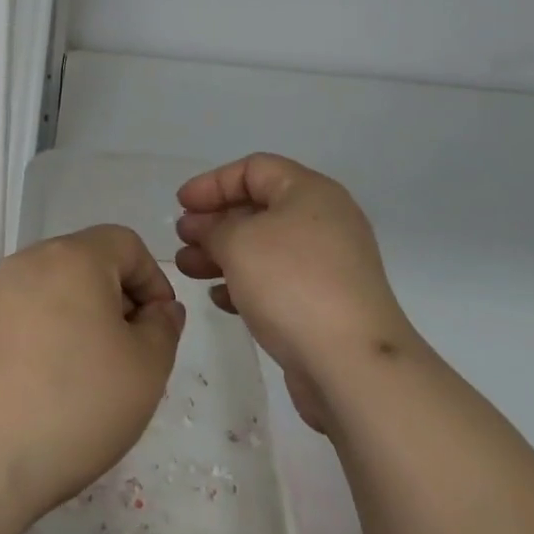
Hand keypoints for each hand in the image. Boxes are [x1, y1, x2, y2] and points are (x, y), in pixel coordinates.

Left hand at [0, 225, 184, 520]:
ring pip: (57, 293)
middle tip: (131, 357)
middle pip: (89, 264)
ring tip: (93, 380)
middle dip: (119, 302)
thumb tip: (159, 310)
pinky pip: (27, 319)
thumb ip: (164, 329)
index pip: (126, 244)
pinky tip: (52, 391)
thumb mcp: (145, 370)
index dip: (154, 281)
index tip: (160, 330)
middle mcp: (31, 262)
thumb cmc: (73, 403)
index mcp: (74, 256)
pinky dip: (49, 340)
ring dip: (84, 323)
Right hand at [175, 153, 415, 430]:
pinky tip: (219, 298)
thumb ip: (212, 228)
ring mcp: (328, 264)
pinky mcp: (325, 302)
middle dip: (215, 222)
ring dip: (223, 254)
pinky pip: (278, 281)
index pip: (254, 169)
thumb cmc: (292, 284)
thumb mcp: (239, 243)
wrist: (352, 364)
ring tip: (187, 269)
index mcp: (310, 192)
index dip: (212, 182)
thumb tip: (202, 226)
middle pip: (259, 208)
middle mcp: (323, 221)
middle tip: (182, 240)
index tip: (181, 205)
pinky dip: (246, 283)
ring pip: (265, 247)